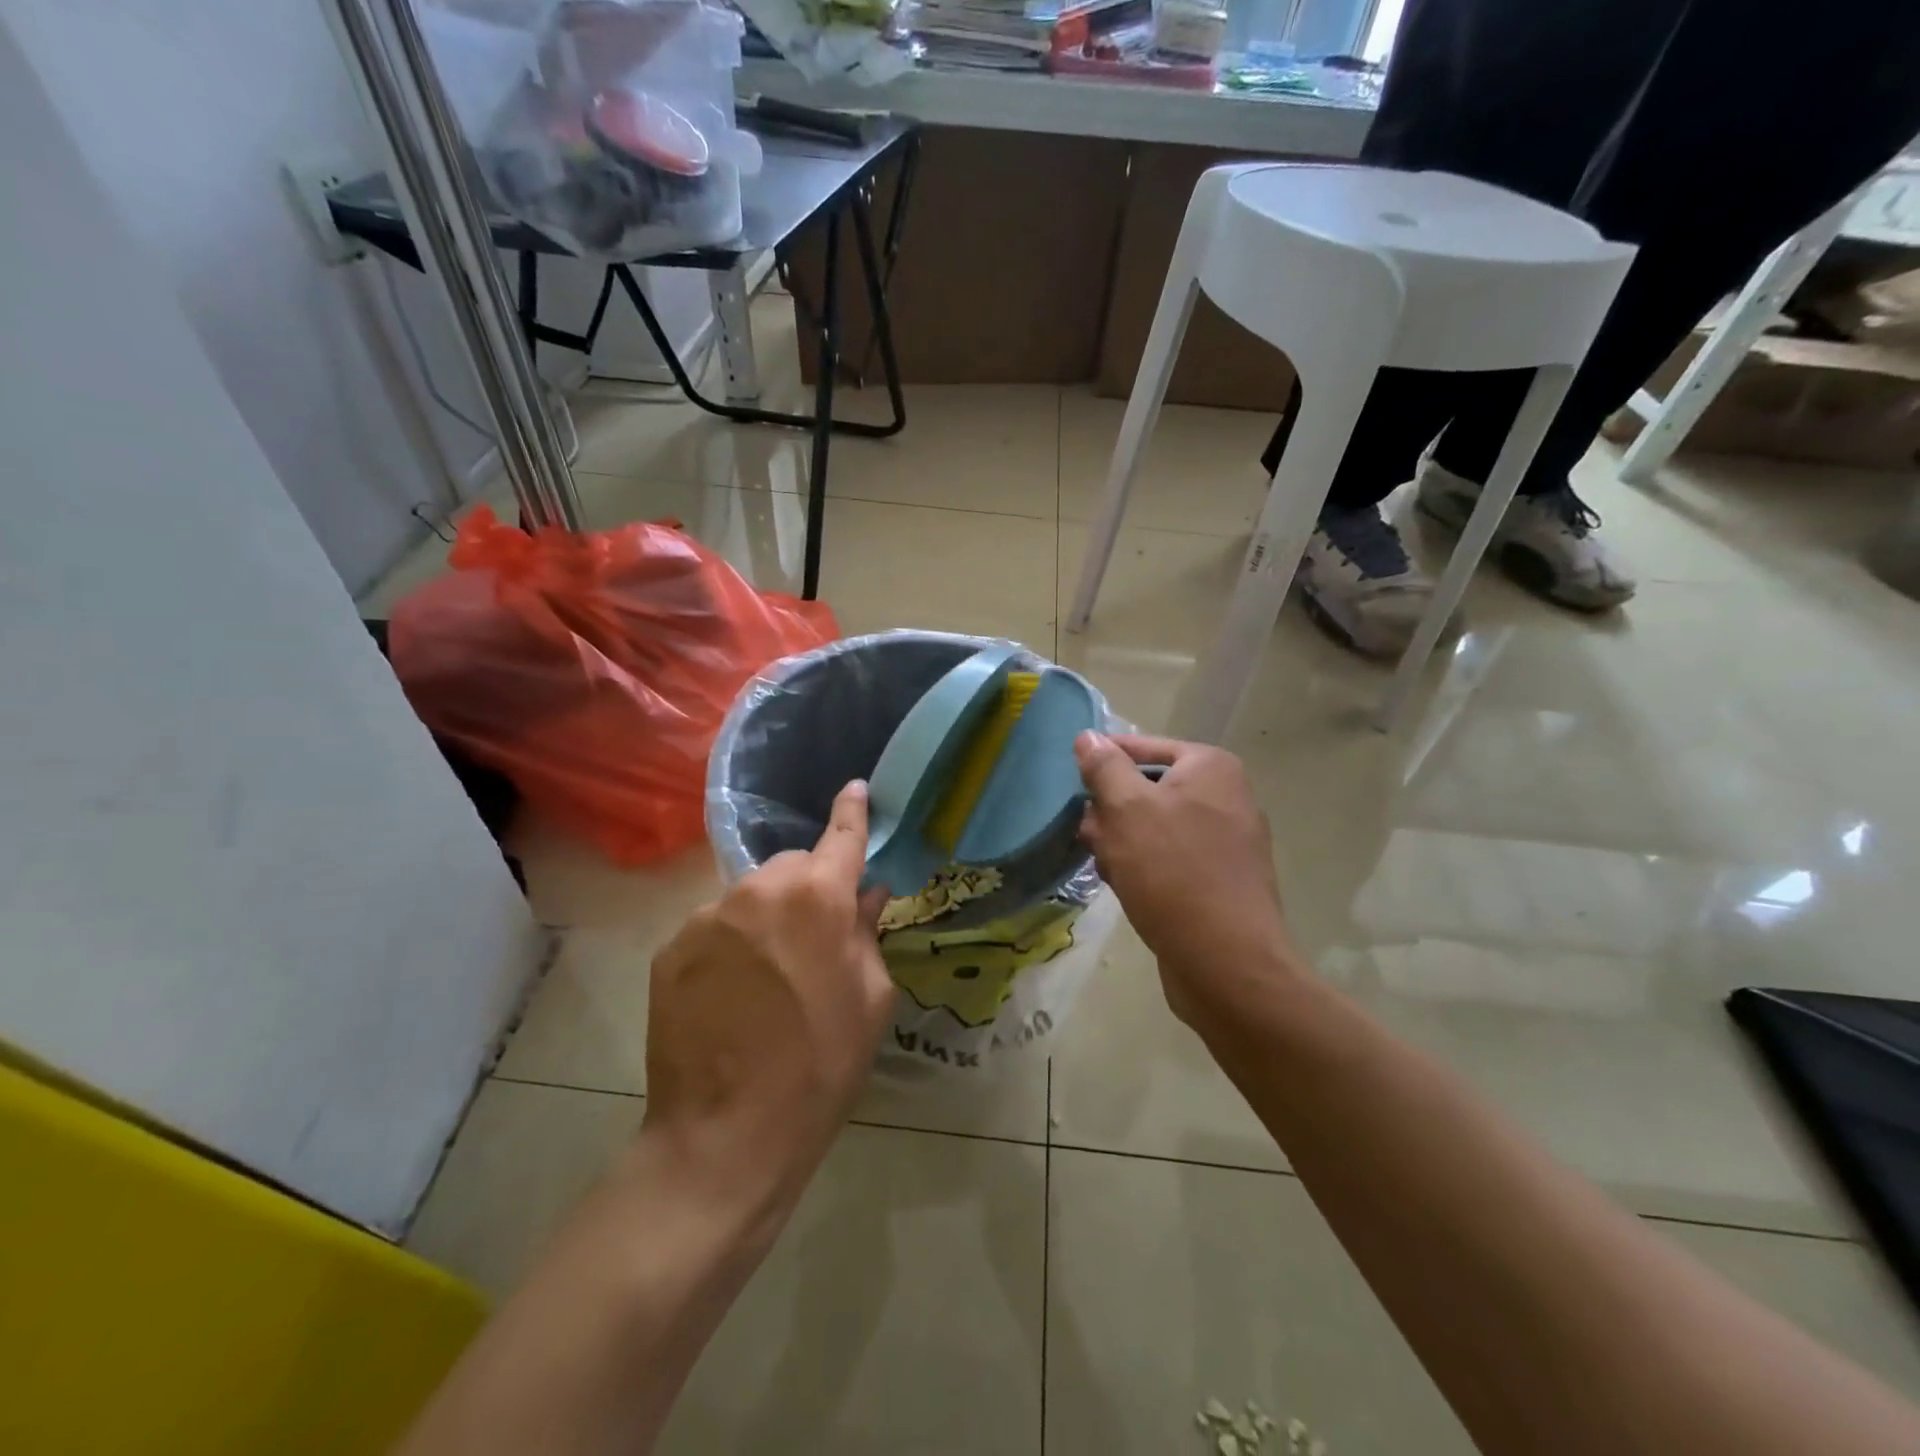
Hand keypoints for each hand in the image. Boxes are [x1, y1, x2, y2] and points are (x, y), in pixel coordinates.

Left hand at [643, 780, 893, 1220]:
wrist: (726, 1136)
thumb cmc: (820, 1068)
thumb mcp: (870, 1000)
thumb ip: (867, 933)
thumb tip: (867, 894)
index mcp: (817, 898)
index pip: (841, 837)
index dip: (852, 812)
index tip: (855, 789)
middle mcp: (759, 890)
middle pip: (792, 867)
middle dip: (809, 889)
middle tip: (816, 940)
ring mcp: (707, 917)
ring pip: (751, 895)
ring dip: (767, 917)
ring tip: (770, 976)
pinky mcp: (671, 948)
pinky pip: (715, 927)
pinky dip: (731, 943)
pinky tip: (733, 993)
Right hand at [1075, 732, 1294, 1027]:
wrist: (1227, 962)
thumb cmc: (1172, 871)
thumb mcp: (1126, 809)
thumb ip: (1104, 767)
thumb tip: (1089, 736)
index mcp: (1210, 767)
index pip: (1141, 746)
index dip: (1101, 762)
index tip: (1070, 785)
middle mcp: (1226, 796)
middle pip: (1147, 788)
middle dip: (1110, 811)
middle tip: (1087, 835)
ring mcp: (1228, 840)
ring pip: (1154, 826)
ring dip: (1121, 841)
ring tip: (1105, 866)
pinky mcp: (1221, 879)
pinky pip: (1171, 857)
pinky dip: (1144, 866)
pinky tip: (1125, 887)